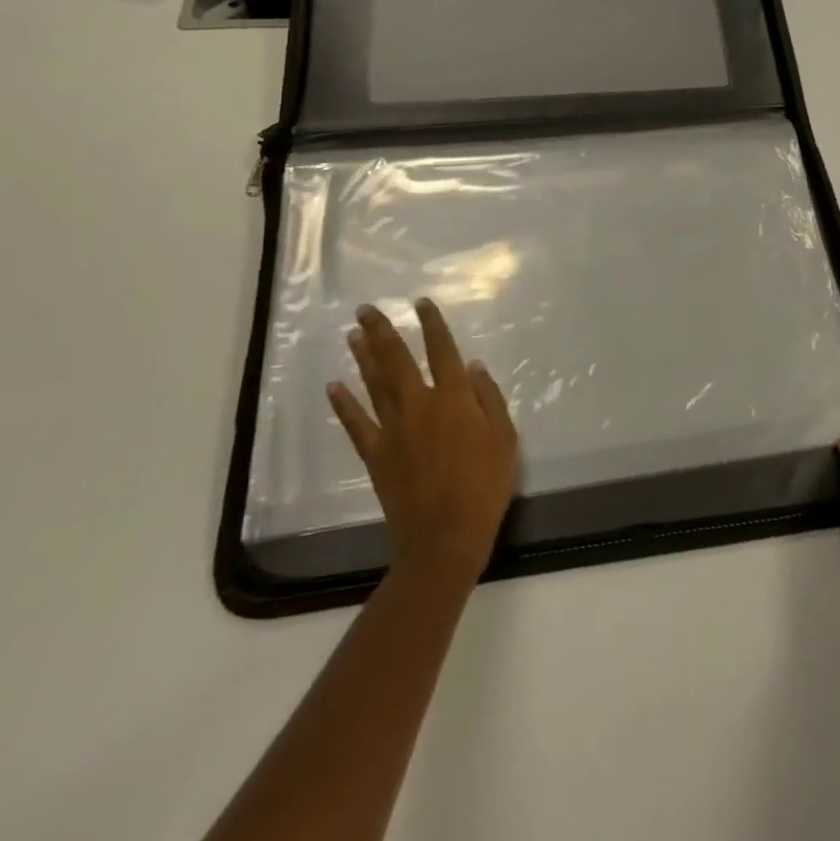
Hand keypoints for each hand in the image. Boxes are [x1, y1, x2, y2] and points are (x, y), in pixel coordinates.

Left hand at [328, 299, 518, 587]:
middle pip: (397, 359)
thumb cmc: (484, 486)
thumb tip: (472, 367)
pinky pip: (356, 424)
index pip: (441, 350)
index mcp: (454, 398)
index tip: (420, 303)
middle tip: (365, 309)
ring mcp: (393, 429)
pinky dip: (344, 404)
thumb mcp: (505, 438)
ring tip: (353, 333)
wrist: (445, 537)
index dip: (431, 324)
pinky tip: (334, 386)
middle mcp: (420, 404)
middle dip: (382, 331)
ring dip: (363, 357)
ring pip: (374, 384)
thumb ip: (489, 399)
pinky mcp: (375, 454)